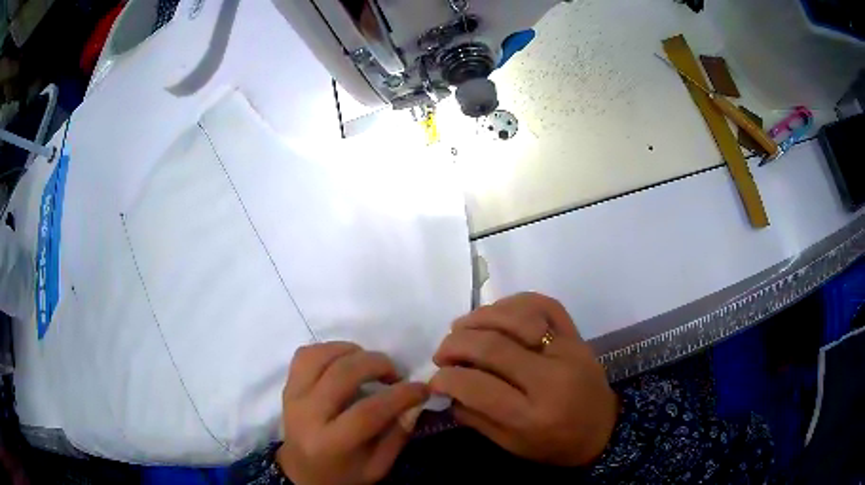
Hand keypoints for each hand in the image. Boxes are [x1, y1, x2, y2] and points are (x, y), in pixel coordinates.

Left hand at [278, 343, 428, 484]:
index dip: (400, 395)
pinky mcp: (287, 386)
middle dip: (377, 364)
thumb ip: (397, 436)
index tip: (421, 388)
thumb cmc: (344, 474)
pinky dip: (328, 350)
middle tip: (395, 373)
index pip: (367, 411)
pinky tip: (345, 361)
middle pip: (341, 374)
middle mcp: (307, 415)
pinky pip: (305, 355)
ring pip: (320, 356)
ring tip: (369, 364)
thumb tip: (414, 403)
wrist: (301, 473)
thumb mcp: (377, 466)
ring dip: (351, 351)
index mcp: (331, 443)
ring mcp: (293, 397)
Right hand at [430, 293, 618, 466]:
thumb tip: (445, 387)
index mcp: (532, 416)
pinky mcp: (577, 335)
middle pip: (493, 347)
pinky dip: (514, 302)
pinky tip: (496, 314)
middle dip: (455, 345)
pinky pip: (545, 304)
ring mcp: (568, 350)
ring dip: (479, 318)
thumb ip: (474, 417)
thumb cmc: (554, 445)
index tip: (435, 378)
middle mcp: (551, 379)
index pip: (478, 387)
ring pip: (517, 318)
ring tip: (460, 328)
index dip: (446, 379)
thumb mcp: (509, 445)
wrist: (602, 429)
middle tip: (441, 353)